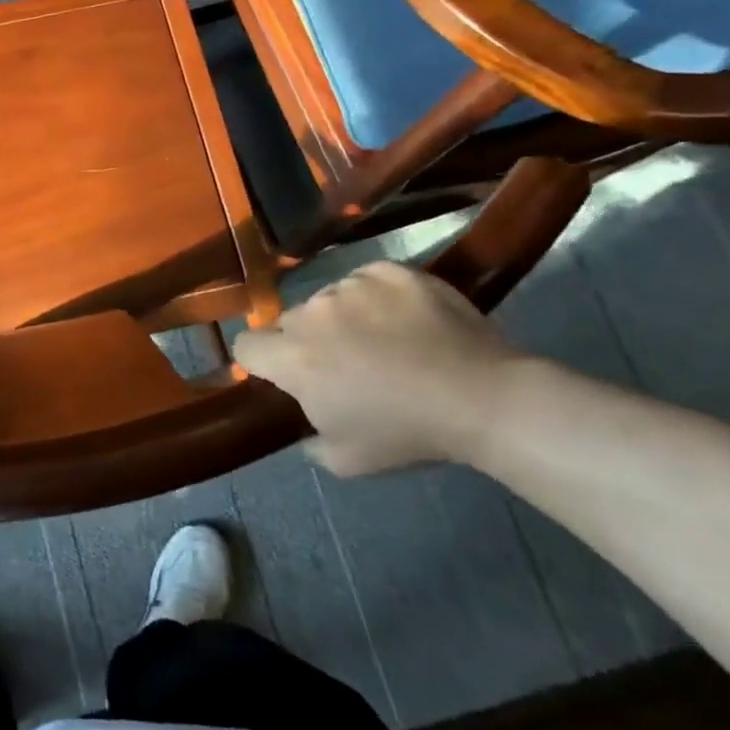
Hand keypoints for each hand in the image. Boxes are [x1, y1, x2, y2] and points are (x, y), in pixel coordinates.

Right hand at [232, 261, 527, 475]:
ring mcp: (351, 285)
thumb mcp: (346, 459)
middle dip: (308, 340)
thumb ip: (309, 437)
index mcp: (294, 359)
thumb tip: (308, 420)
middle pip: (290, 321)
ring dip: (343, 317)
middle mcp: (312, 313)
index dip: (261, 361)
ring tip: (386, 340)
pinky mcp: (388, 270)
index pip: (246, 346)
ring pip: (330, 298)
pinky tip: (407, 320)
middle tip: (347, 364)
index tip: (285, 374)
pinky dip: (377, 297)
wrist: (483, 398)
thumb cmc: (408, 433)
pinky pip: (366, 279)